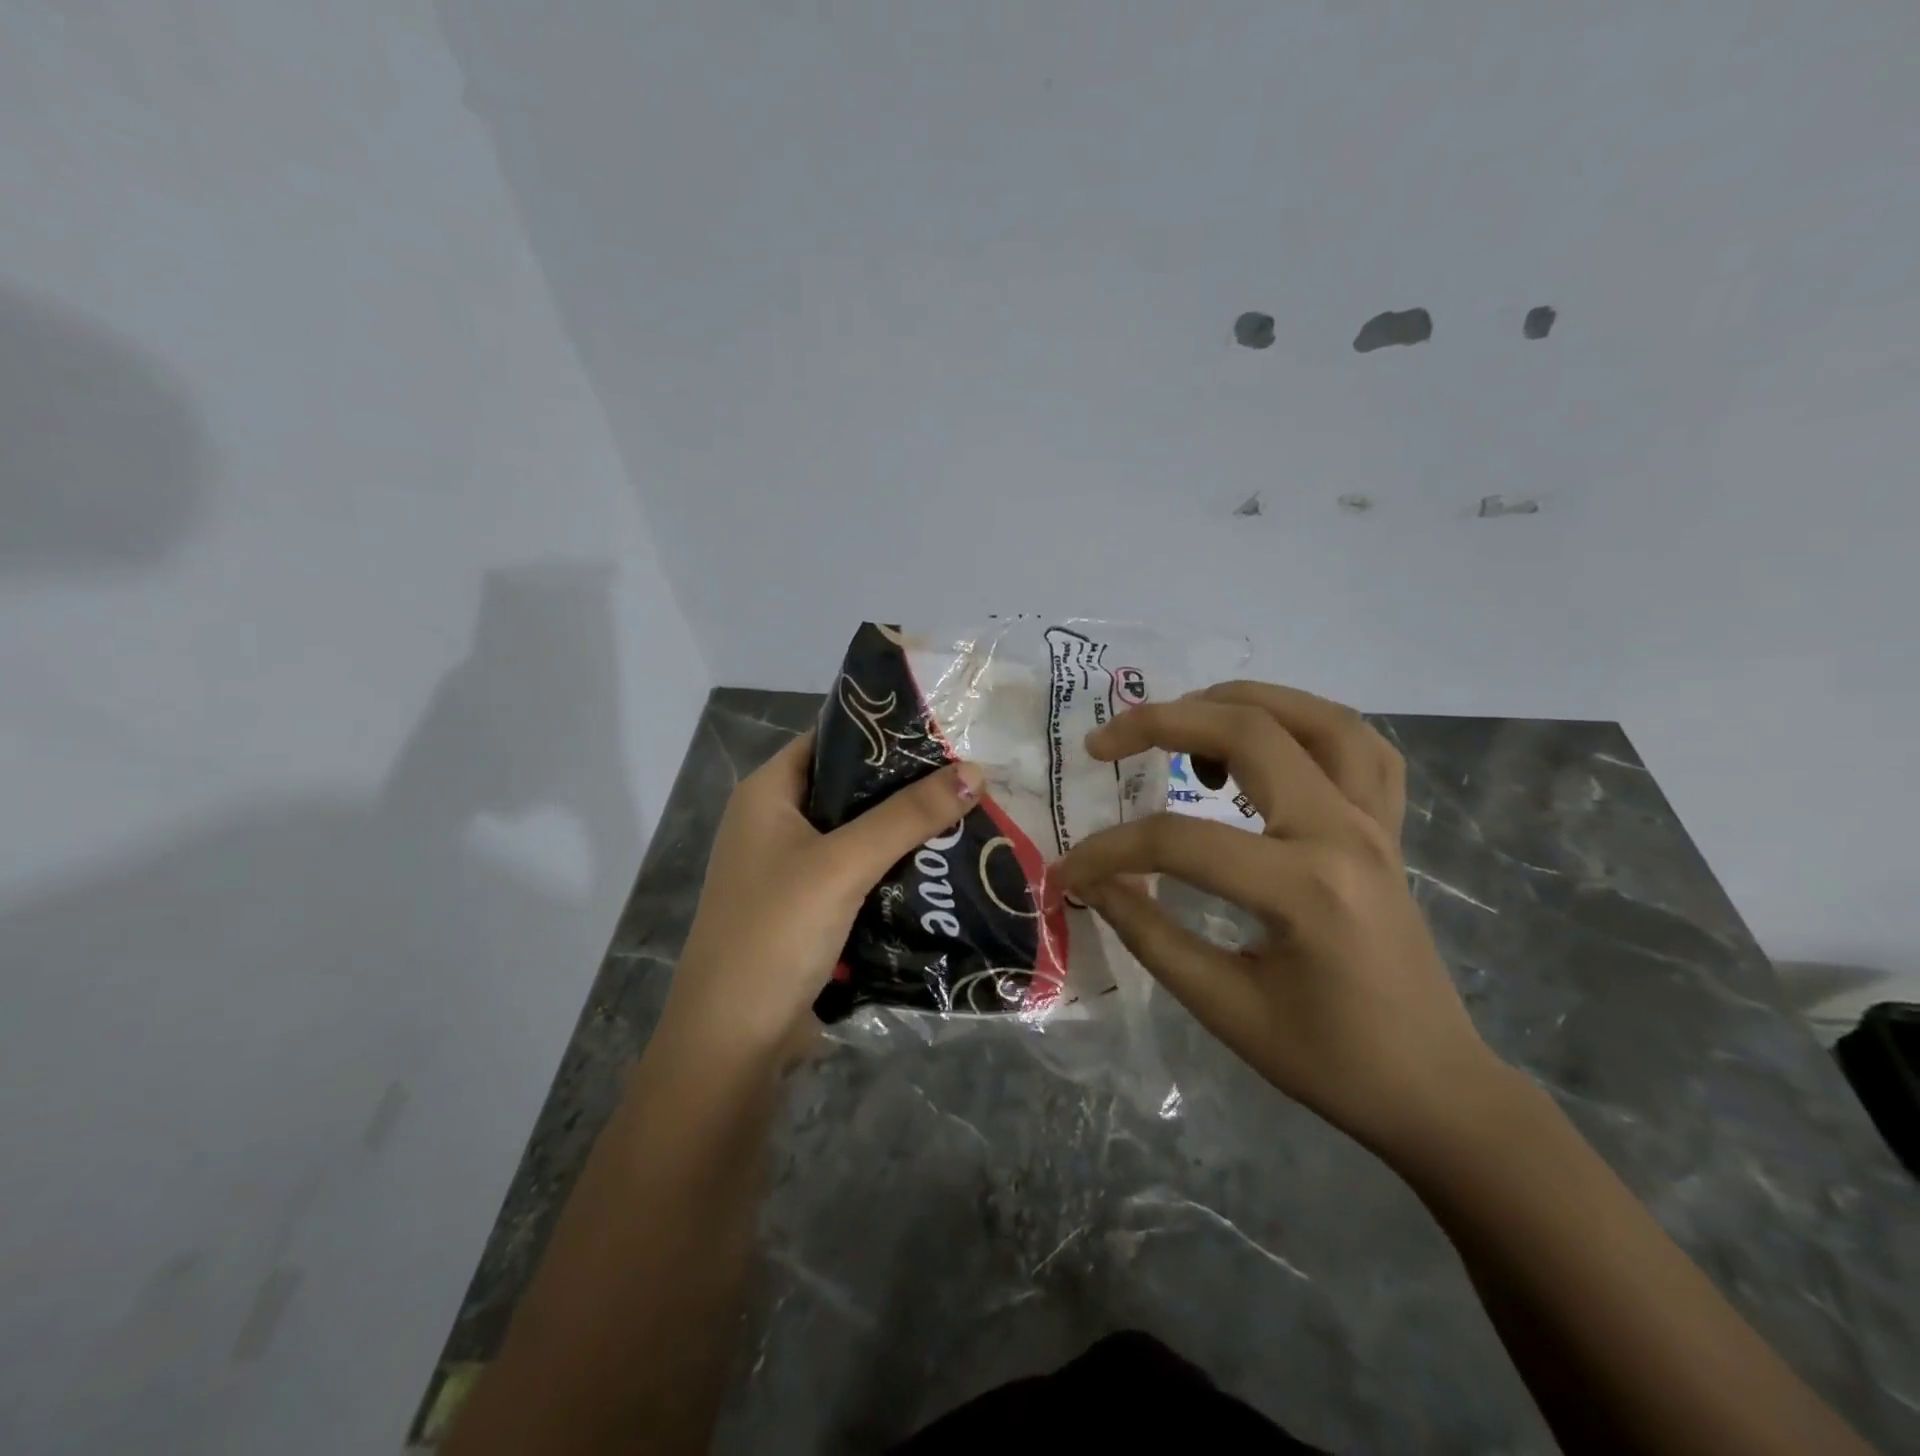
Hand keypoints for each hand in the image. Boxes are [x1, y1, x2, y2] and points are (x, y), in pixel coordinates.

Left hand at [660, 732, 984, 1062]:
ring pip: (857, 834)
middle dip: (904, 786)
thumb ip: (908, 816)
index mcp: (767, 793)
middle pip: (848, 788)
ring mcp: (789, 869)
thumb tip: (976, 770)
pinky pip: (857, 874)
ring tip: (966, 816)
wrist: (732, 1043)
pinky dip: (892, 869)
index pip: (829, 739)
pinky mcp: (807, 909)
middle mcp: (774, 822)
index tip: (943, 732)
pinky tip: (939, 869)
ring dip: (903, 831)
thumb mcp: (843, 864)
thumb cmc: (775, 933)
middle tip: (967, 778)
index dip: (882, 732)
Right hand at [1053, 682, 1504, 1160]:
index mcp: (1304, 888)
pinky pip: (1361, 746)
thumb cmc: (1329, 1061)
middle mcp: (1345, 833)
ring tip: (1183, 722)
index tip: (1070, 871)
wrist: (1434, 1089)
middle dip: (1161, 722)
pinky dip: (1307, 724)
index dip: (1109, 851)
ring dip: (1239, 702)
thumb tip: (1093, 882)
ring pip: (1314, 717)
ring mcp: (1376, 822)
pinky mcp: (1387, 828)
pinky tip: (1268, 743)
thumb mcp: (1223, 1007)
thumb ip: (1149, 933)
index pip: (1180, 841)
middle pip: (1250, 732)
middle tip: (1104, 743)